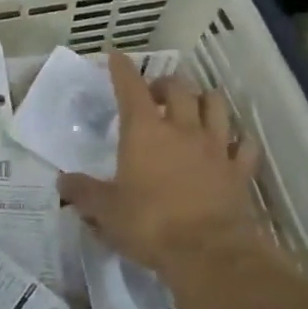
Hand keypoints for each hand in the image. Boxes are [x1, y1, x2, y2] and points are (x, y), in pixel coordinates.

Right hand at [58, 53, 270, 294]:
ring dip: (203, 100)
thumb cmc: (149, 224)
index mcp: (144, 131)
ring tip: (194, 108)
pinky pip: (244, 144)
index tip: (116, 56)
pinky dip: (237, 139)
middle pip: (179, 88)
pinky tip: (231, 144)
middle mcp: (182, 128)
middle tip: (155, 95)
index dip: (122, 69)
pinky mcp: (239, 170)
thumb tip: (63, 182)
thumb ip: (83, 192)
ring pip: (215, 105)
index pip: (131, 87)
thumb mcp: (105, 210)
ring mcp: (215, 147)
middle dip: (165, 83)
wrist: (208, 252)